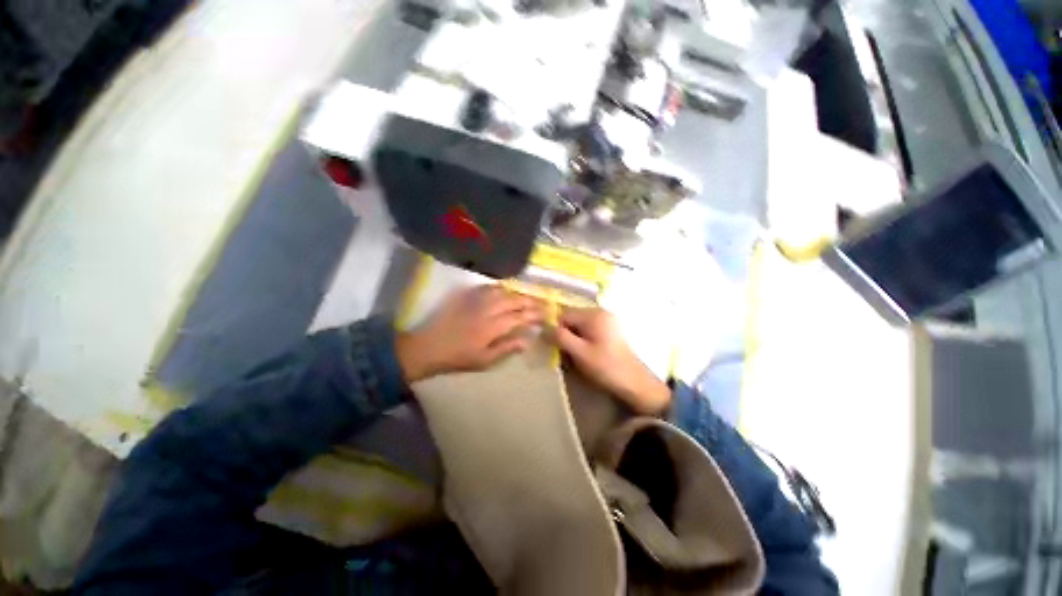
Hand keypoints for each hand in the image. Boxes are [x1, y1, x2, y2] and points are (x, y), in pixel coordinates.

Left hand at [397, 285, 543, 382]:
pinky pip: (487, 288)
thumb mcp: (485, 360)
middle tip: (541, 302)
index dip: (534, 314)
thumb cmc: (459, 357)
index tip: (546, 313)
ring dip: (517, 293)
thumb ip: (507, 348)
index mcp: (493, 327)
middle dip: (530, 301)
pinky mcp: (467, 298)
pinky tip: (505, 290)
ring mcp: (477, 302)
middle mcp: (488, 310)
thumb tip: (527, 340)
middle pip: (514, 301)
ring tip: (527, 296)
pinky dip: (500, 288)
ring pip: (503, 292)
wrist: (430, 347)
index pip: (519, 317)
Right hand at [553, 307, 670, 415]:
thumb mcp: (579, 353)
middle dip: (565, 333)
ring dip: (573, 337)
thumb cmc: (605, 367)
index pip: (564, 314)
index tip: (553, 345)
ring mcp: (607, 320)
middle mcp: (600, 312)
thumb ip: (560, 337)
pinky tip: (585, 352)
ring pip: (579, 324)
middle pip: (572, 318)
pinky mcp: (610, 329)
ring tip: (576, 354)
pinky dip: (582, 338)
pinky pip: (588, 329)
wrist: (634, 382)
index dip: (555, 328)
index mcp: (594, 314)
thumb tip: (544, 328)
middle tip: (565, 352)